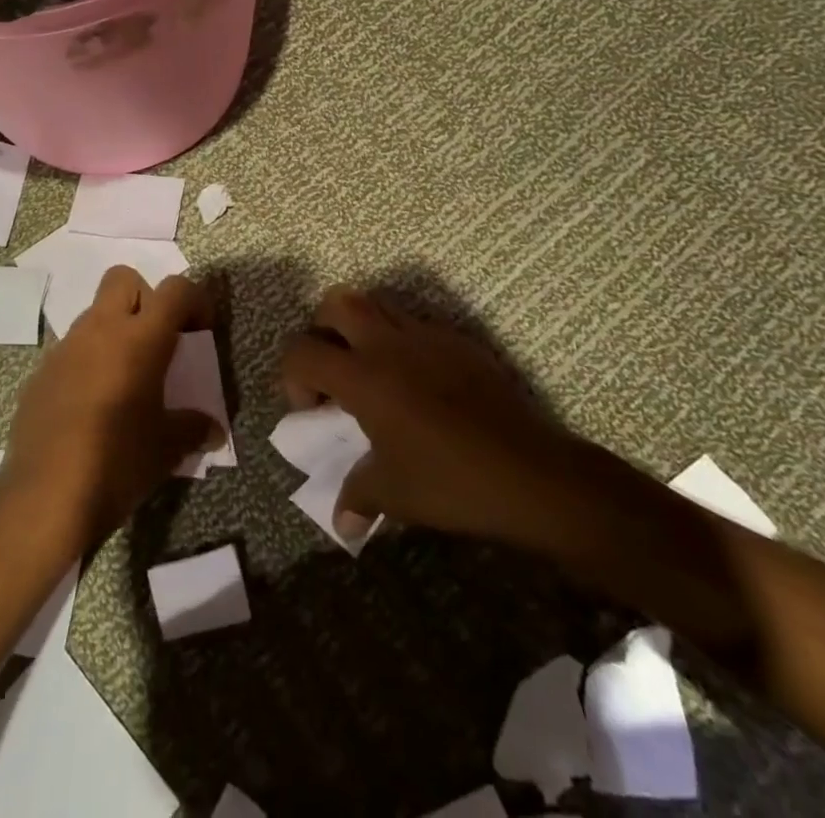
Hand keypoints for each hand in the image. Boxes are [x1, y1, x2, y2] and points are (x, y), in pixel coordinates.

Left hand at [0, 268, 222, 553]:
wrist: (44, 497)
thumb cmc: (118, 462)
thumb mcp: (167, 448)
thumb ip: (193, 428)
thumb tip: (212, 429)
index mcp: (139, 338)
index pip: (175, 289)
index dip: (195, 300)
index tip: (201, 331)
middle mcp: (100, 329)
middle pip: (124, 279)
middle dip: (146, 298)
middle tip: (158, 342)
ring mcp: (64, 349)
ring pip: (94, 315)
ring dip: (114, 332)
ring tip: (126, 381)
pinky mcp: (40, 374)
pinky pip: (70, 351)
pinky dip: (87, 363)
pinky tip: (92, 407)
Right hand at [281, 287, 584, 548]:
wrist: (532, 474)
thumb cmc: (453, 482)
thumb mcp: (395, 495)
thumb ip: (358, 496)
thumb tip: (341, 522)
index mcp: (363, 376)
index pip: (301, 352)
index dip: (292, 377)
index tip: (312, 410)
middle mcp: (389, 343)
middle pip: (336, 302)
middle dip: (322, 330)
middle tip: (334, 370)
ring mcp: (427, 335)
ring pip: (378, 303)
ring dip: (362, 327)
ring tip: (374, 371)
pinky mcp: (459, 340)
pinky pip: (417, 323)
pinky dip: (403, 340)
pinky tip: (420, 382)